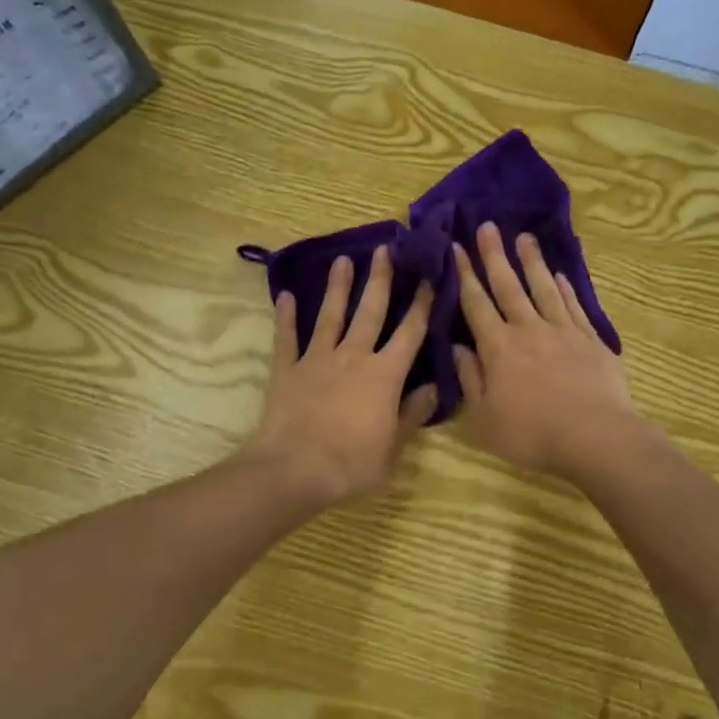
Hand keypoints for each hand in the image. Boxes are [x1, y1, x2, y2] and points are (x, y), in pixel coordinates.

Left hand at [238, 247, 436, 508]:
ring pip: (331, 316)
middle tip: (385, 249)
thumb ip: (413, 414)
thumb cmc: (351, 463)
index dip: (421, 304)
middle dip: (379, 279)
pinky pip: (286, 337)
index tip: (428, 277)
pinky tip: (285, 296)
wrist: (295, 469)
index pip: (410, 333)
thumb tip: (433, 388)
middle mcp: (353, 357)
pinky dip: (286, 317)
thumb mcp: (394, 447)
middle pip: (370, 311)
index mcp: (385, 375)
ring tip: (342, 260)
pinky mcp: (287, 369)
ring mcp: (317, 359)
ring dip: (337, 288)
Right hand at [453, 222, 639, 484]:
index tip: (455, 247)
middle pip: (508, 286)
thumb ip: (469, 379)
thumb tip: (458, 347)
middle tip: (487, 225)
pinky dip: (564, 288)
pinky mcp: (590, 340)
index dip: (463, 274)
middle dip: (494, 255)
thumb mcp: (484, 417)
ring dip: (531, 261)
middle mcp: (528, 329)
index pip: (475, 303)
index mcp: (497, 347)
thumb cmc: (531, 433)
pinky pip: (573, 305)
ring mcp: (562, 331)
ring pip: (543, 288)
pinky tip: (559, 275)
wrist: (595, 437)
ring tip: (524, 237)